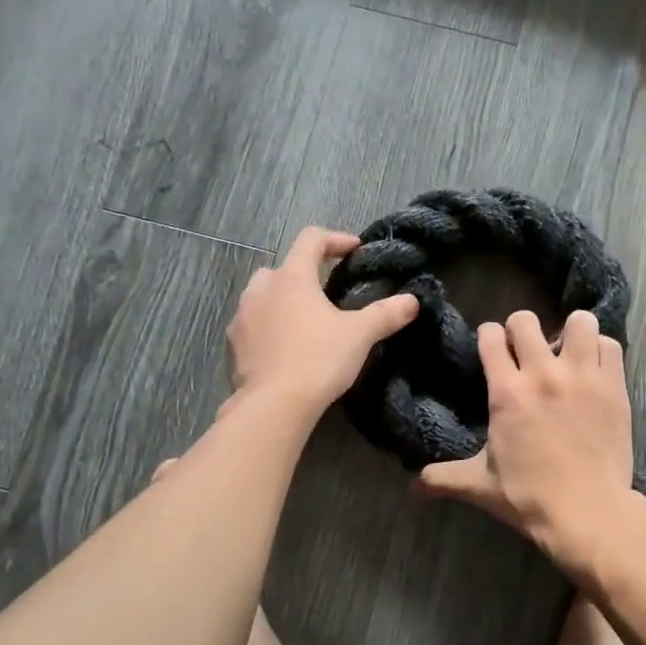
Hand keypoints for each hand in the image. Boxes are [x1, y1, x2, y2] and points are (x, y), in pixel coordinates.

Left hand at [225, 227, 418, 416]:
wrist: (274, 405)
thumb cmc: (318, 359)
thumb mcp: (359, 335)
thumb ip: (386, 314)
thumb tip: (412, 301)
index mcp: (292, 277)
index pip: (311, 240)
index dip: (334, 239)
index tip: (353, 249)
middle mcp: (261, 289)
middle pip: (283, 268)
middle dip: (304, 274)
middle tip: (325, 292)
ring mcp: (242, 317)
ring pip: (262, 296)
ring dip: (282, 301)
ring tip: (304, 321)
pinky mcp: (233, 346)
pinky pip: (252, 326)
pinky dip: (267, 328)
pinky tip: (284, 348)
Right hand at [417, 309, 639, 565]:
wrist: (588, 513)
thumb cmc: (530, 497)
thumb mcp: (480, 486)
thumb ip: (443, 478)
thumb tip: (412, 487)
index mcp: (507, 393)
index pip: (491, 336)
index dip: (488, 337)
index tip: (493, 348)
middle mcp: (543, 374)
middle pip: (526, 320)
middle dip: (522, 330)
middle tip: (527, 351)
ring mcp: (582, 376)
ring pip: (579, 322)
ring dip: (570, 332)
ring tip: (567, 353)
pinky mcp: (614, 386)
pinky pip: (610, 345)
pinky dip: (600, 349)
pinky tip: (593, 367)